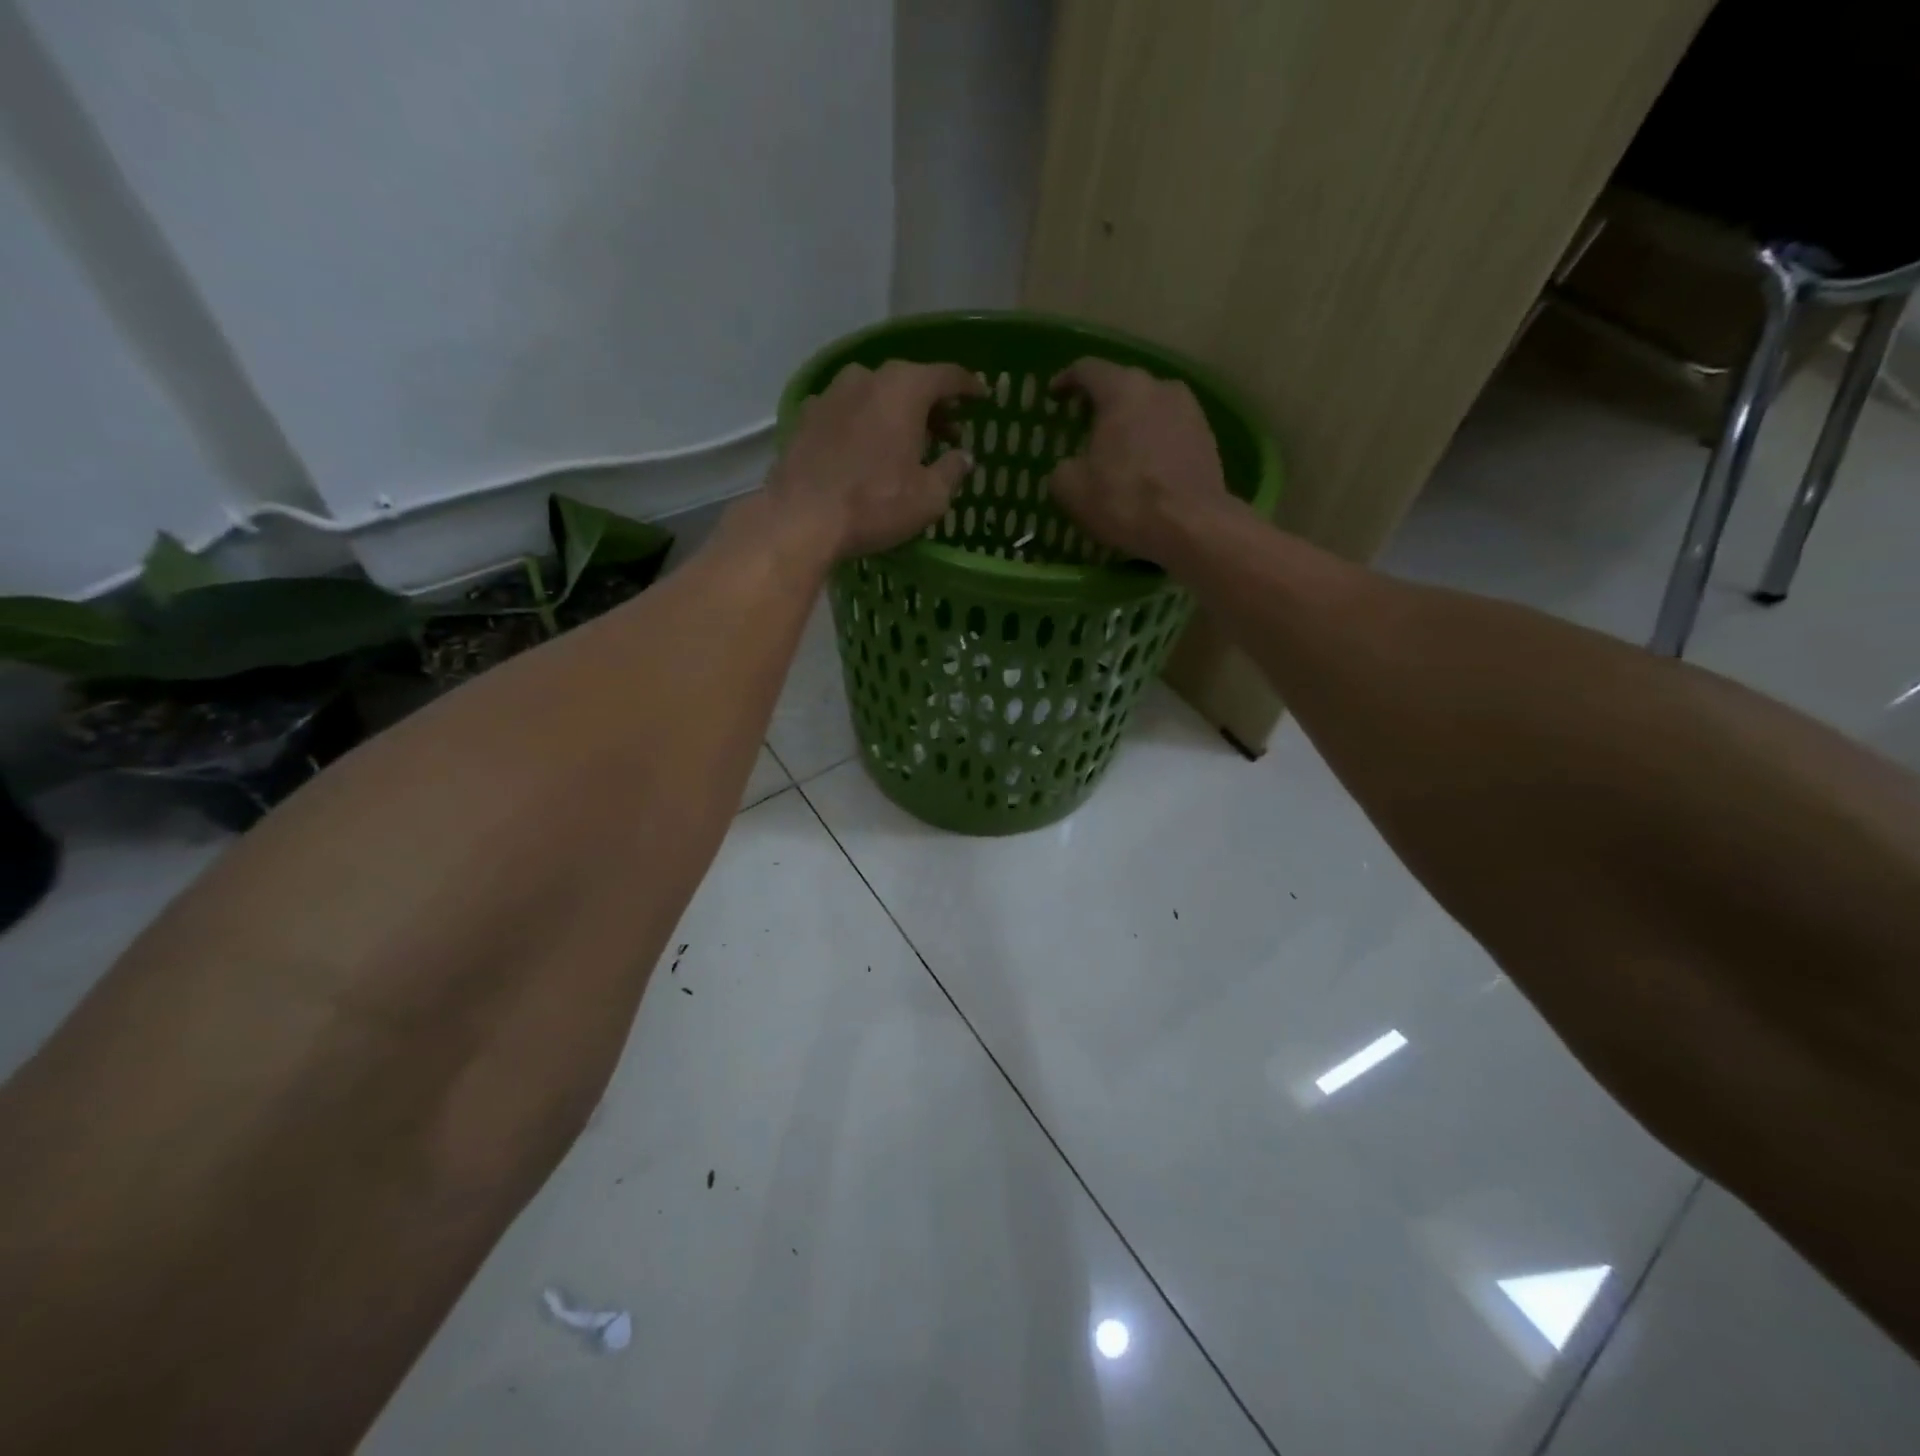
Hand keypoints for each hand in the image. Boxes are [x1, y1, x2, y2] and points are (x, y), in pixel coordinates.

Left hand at [767, 360, 985, 561]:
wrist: (802, 519)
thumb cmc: (875, 504)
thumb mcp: (930, 497)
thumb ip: (952, 470)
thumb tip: (963, 457)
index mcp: (904, 388)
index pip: (947, 376)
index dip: (969, 387)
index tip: (982, 398)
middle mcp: (866, 378)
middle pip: (909, 382)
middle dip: (932, 405)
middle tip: (948, 431)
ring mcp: (830, 395)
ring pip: (875, 395)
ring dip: (895, 413)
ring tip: (906, 443)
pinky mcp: (806, 418)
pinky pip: (847, 413)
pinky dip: (864, 424)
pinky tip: (866, 450)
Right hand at [1048, 358, 1232, 563]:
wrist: (1192, 526)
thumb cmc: (1125, 499)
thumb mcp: (1070, 489)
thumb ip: (1063, 468)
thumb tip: (1071, 467)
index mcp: (1122, 390)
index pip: (1088, 370)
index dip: (1066, 380)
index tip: (1054, 396)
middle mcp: (1160, 387)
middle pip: (1123, 386)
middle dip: (1101, 403)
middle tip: (1084, 425)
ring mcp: (1190, 410)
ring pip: (1150, 408)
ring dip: (1131, 423)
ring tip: (1117, 449)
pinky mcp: (1207, 437)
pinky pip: (1170, 430)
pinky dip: (1152, 442)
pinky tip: (1144, 467)